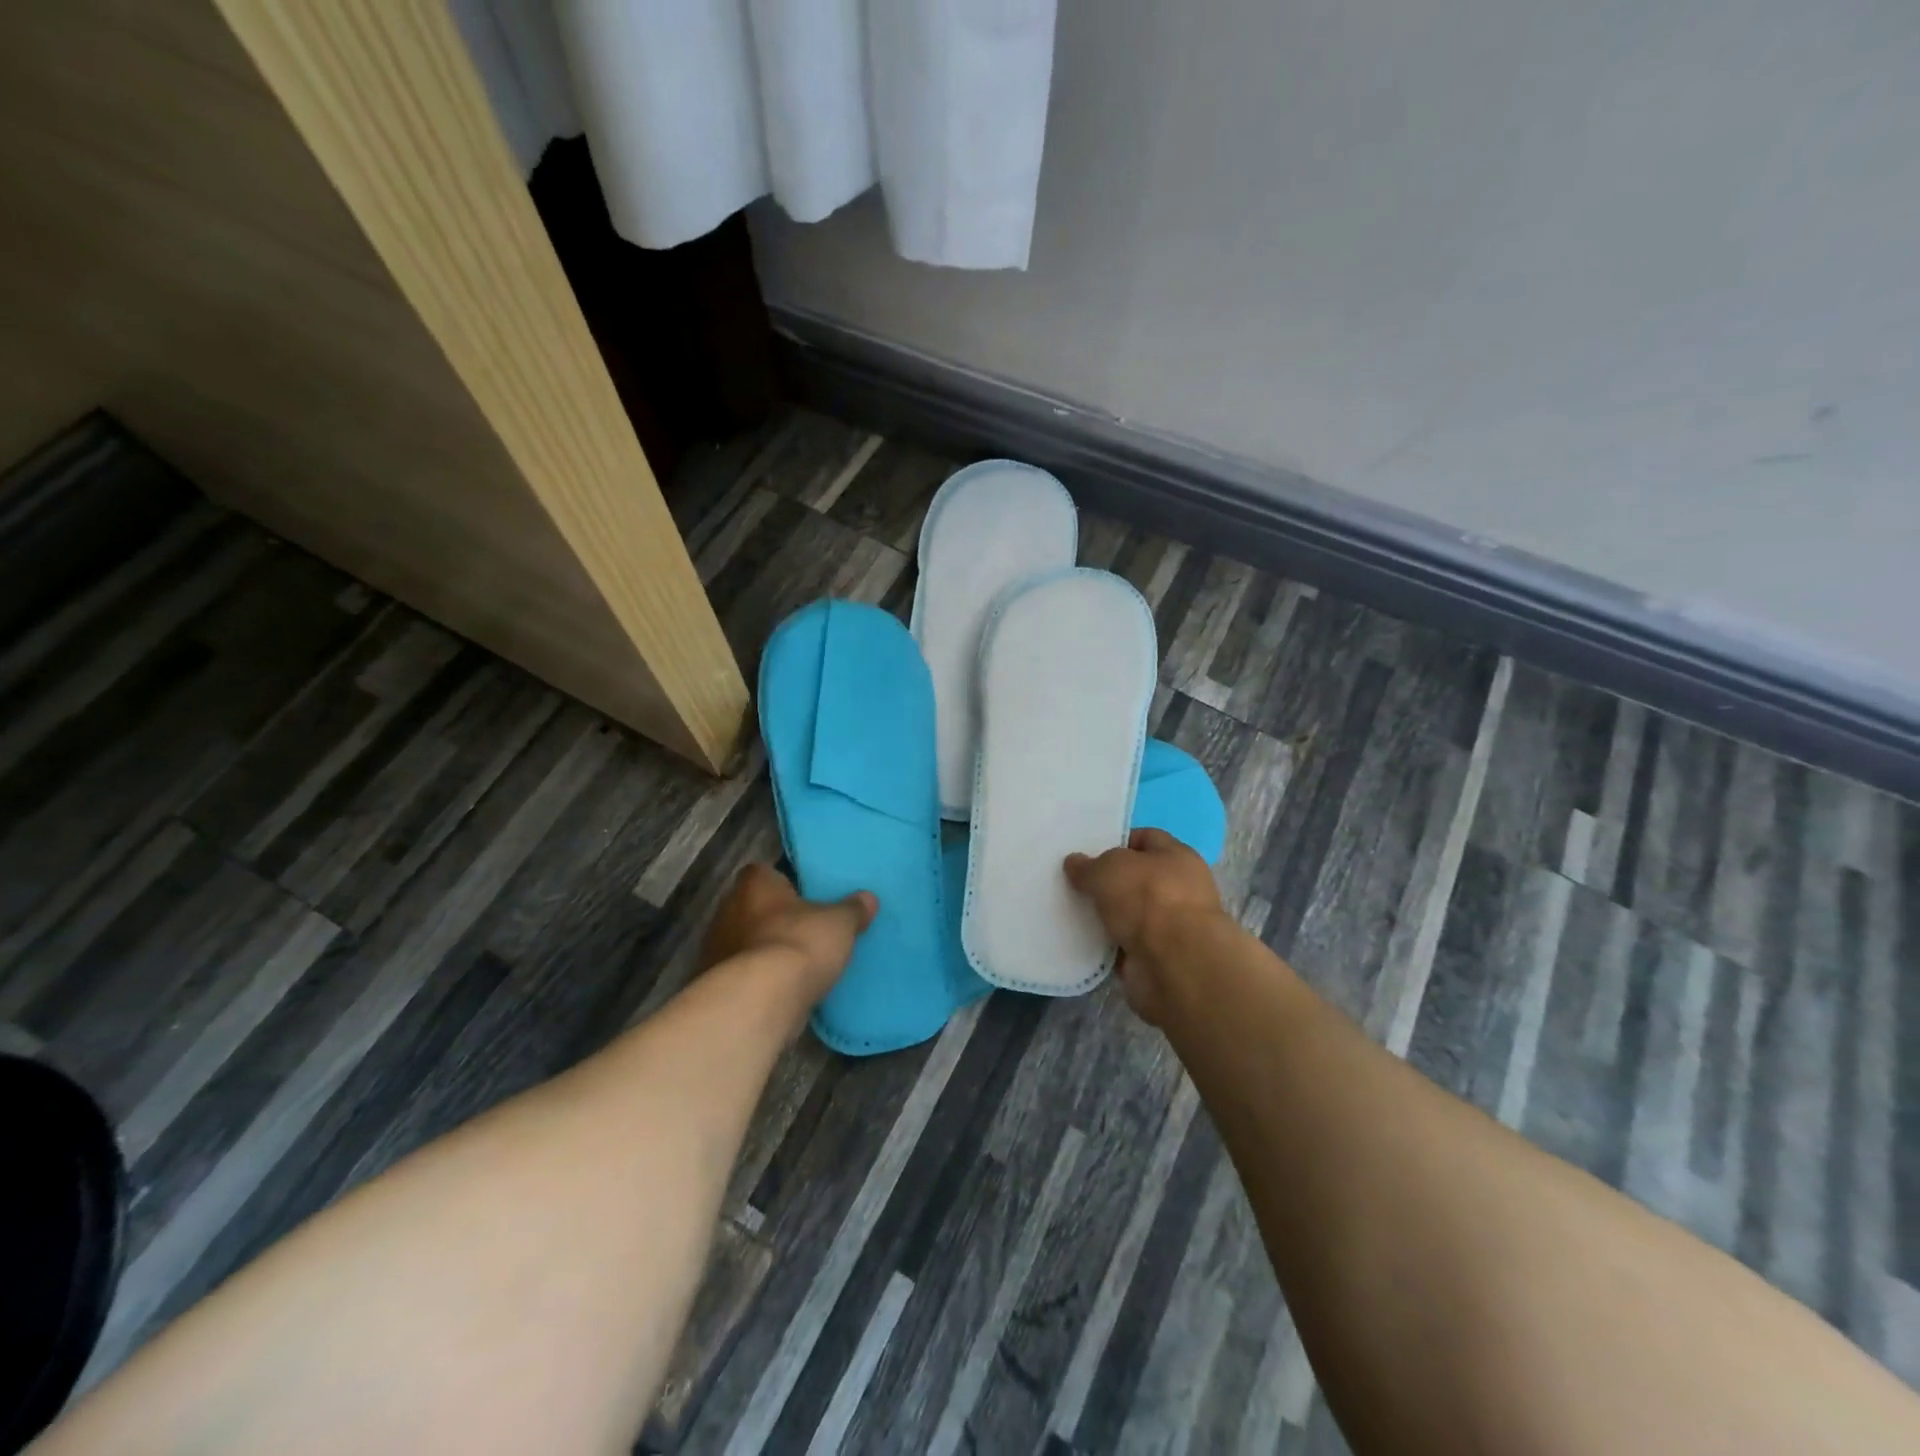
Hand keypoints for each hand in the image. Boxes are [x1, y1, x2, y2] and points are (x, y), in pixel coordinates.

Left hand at [701, 863, 876, 1004]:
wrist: (759, 1001)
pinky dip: (760, 980)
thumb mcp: (839, 923)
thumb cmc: (799, 943)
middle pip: (754, 908)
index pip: (764, 872)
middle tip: (807, 929)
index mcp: (755, 884)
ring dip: (766, 951)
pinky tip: (784, 991)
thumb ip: (853, 909)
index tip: (805, 895)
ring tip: (798, 965)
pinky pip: (744, 975)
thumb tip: (868, 898)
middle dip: (777, 918)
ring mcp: (717, 949)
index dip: (785, 882)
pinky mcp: (718, 985)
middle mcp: (728, 910)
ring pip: (747, 943)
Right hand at [1064, 828, 1228, 1023]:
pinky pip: (1128, 945)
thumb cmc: (1147, 899)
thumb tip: (1074, 863)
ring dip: (1108, 915)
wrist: (1175, 964)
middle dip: (1109, 882)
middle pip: (1138, 878)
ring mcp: (1173, 926)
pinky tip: (1085, 941)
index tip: (1088, 852)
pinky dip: (1110, 945)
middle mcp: (1180, 888)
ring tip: (1074, 912)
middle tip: (1076, 883)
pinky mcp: (1162, 958)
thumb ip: (1088, 865)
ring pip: (1132, 913)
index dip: (1117, 841)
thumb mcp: (1108, 869)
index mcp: (1178, 856)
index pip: (1146, 838)